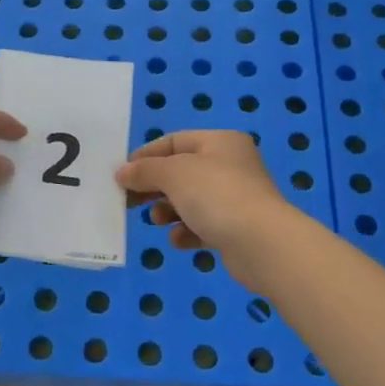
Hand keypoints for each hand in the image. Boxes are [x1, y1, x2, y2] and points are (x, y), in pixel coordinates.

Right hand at [115, 131, 298, 295]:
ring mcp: (236, 198)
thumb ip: (145, 171)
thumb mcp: (173, 174)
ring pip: (191, 200)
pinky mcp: (237, 229)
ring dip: (169, 210)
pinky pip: (203, 226)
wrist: (262, 244)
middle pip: (181, 172)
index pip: (175, 141)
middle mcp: (231, 165)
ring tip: (157, 220)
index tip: (122, 174)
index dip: (146, 156)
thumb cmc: (216, 195)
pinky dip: (187, 231)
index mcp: (220, 142)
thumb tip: (122, 172)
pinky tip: (178, 240)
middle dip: (154, 186)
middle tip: (129, 201)